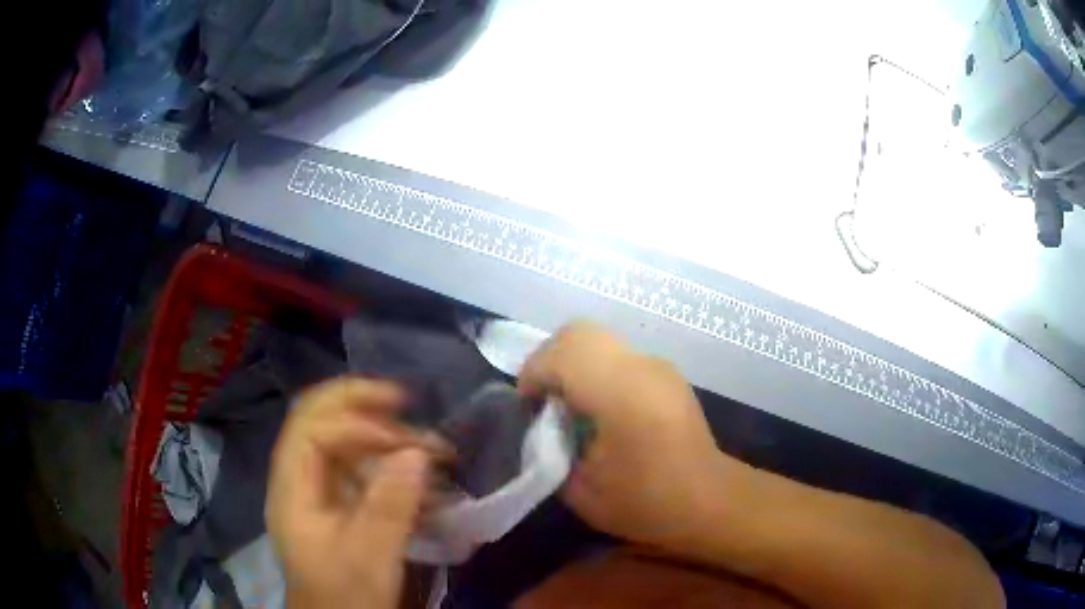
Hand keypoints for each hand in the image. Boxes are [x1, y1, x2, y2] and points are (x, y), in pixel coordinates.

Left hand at [266, 378, 439, 608]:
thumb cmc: (346, 595)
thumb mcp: (370, 556)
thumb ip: (390, 505)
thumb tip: (417, 452)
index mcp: (292, 488)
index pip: (311, 427)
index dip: (355, 421)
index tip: (403, 438)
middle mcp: (299, 479)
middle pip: (320, 421)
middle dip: (364, 408)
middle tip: (409, 404)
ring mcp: (316, 491)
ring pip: (342, 442)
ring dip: (383, 437)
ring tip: (428, 448)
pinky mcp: (336, 504)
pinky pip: (358, 468)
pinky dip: (388, 464)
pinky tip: (420, 478)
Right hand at [518, 323, 727, 551]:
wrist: (708, 502)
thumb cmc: (646, 503)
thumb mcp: (580, 490)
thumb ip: (550, 450)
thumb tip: (541, 426)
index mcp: (621, 393)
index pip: (562, 354)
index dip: (533, 373)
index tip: (527, 407)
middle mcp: (642, 367)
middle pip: (578, 333)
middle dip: (548, 359)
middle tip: (542, 399)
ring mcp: (658, 366)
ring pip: (599, 340)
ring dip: (572, 363)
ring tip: (567, 404)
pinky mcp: (666, 374)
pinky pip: (617, 356)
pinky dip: (594, 369)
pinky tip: (597, 408)